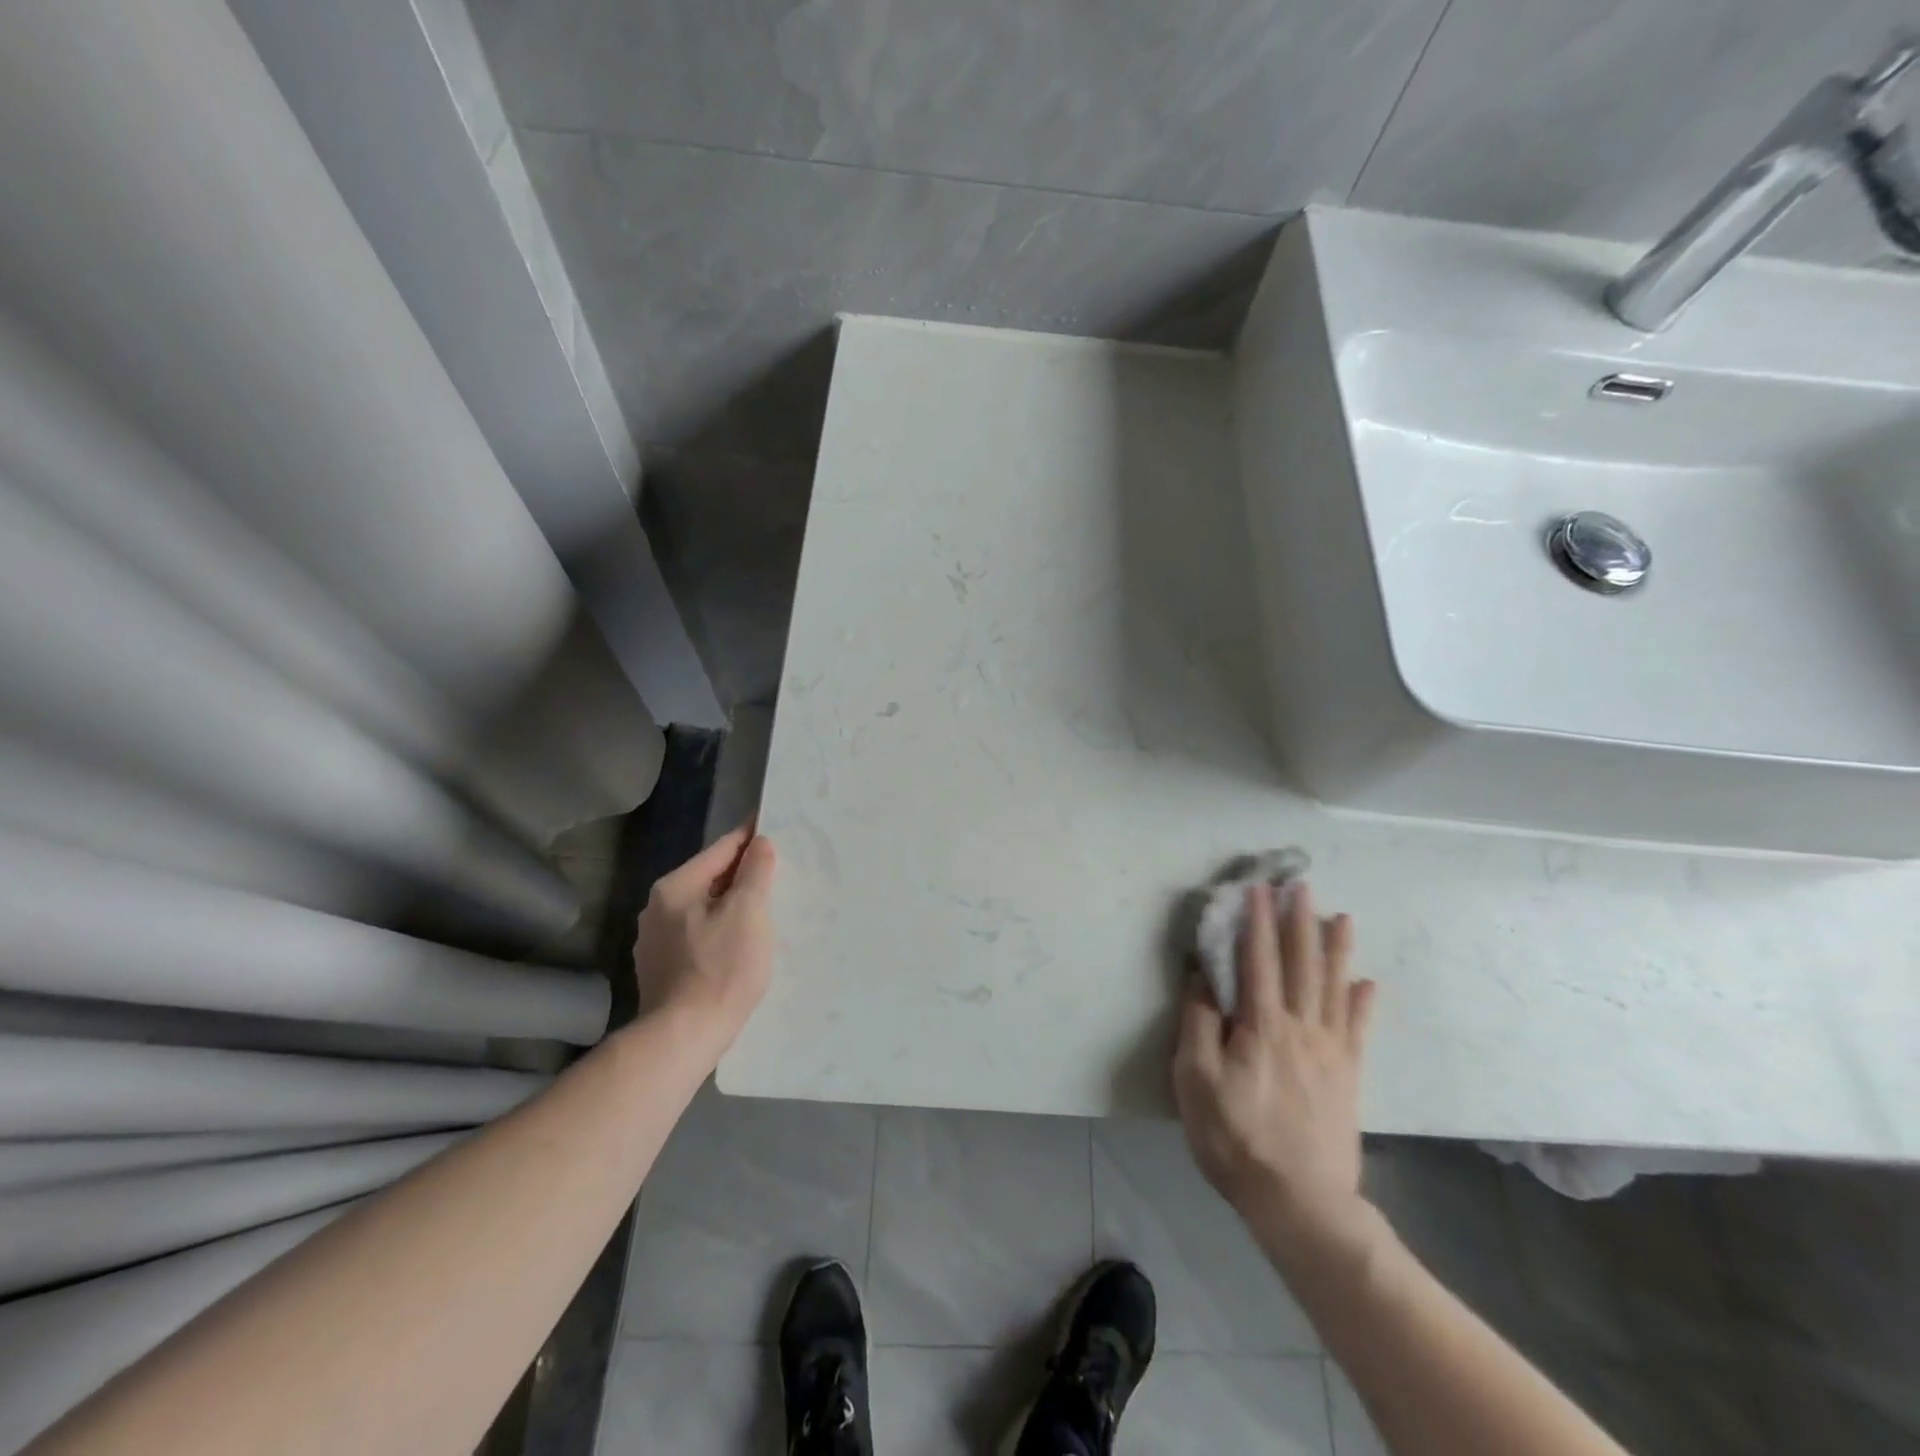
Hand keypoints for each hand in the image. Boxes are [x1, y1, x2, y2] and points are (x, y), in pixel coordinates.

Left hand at [631, 824, 776, 1055]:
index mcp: (676, 887)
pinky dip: (719, 931)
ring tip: (763, 910)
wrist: (683, 1037)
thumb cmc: (721, 968)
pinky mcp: (660, 969)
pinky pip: (697, 935)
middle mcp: (657, 908)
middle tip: (777, 872)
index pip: (721, 849)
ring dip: (731, 905)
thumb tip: (759, 843)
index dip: (750, 837)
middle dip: (742, 874)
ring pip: (703, 909)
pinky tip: (738, 945)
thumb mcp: (748, 912)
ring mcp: (654, 941)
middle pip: (710, 878)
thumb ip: (755, 871)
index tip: (772, 826)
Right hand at [1173, 881, 1376, 1249]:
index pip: (1257, 961)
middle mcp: (1301, 1027)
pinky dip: (1363, 1003)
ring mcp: (1330, 1051)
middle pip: (1301, 963)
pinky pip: (1358, 1029)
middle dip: (1299, 921)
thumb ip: (1199, 1025)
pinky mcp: (1348, 1076)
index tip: (1257, 888)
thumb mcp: (1196, 1082)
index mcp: (1262, 1025)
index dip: (1256, 922)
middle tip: (1302, 884)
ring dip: (1335, 949)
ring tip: (1341, 917)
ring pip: (1334, 987)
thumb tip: (1202, 979)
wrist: (1301, 1202)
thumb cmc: (1237, 1139)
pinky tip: (1368, 983)